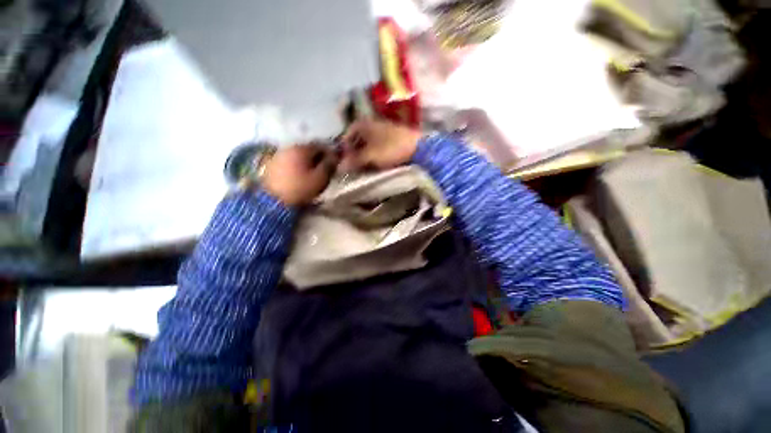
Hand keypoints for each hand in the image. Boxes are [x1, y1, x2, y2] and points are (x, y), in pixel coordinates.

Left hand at [261, 144, 337, 205]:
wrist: (274, 201)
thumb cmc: (301, 188)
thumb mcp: (321, 178)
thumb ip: (329, 164)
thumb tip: (334, 156)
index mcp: (302, 148)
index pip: (321, 146)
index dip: (330, 154)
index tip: (334, 164)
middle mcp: (289, 147)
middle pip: (308, 149)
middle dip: (317, 158)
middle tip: (324, 170)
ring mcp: (278, 155)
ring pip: (298, 155)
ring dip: (306, 162)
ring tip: (311, 174)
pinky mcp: (271, 164)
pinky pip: (289, 162)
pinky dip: (296, 166)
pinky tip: (299, 176)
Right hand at [339, 119, 421, 171]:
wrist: (418, 148)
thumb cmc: (391, 148)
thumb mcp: (370, 155)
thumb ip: (354, 160)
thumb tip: (339, 167)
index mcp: (365, 124)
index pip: (348, 133)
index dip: (345, 146)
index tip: (344, 159)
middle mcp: (372, 124)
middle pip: (358, 138)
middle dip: (354, 152)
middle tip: (353, 165)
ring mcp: (383, 131)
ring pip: (368, 143)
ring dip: (364, 155)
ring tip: (363, 166)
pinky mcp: (392, 140)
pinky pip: (377, 147)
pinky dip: (373, 155)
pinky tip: (375, 163)